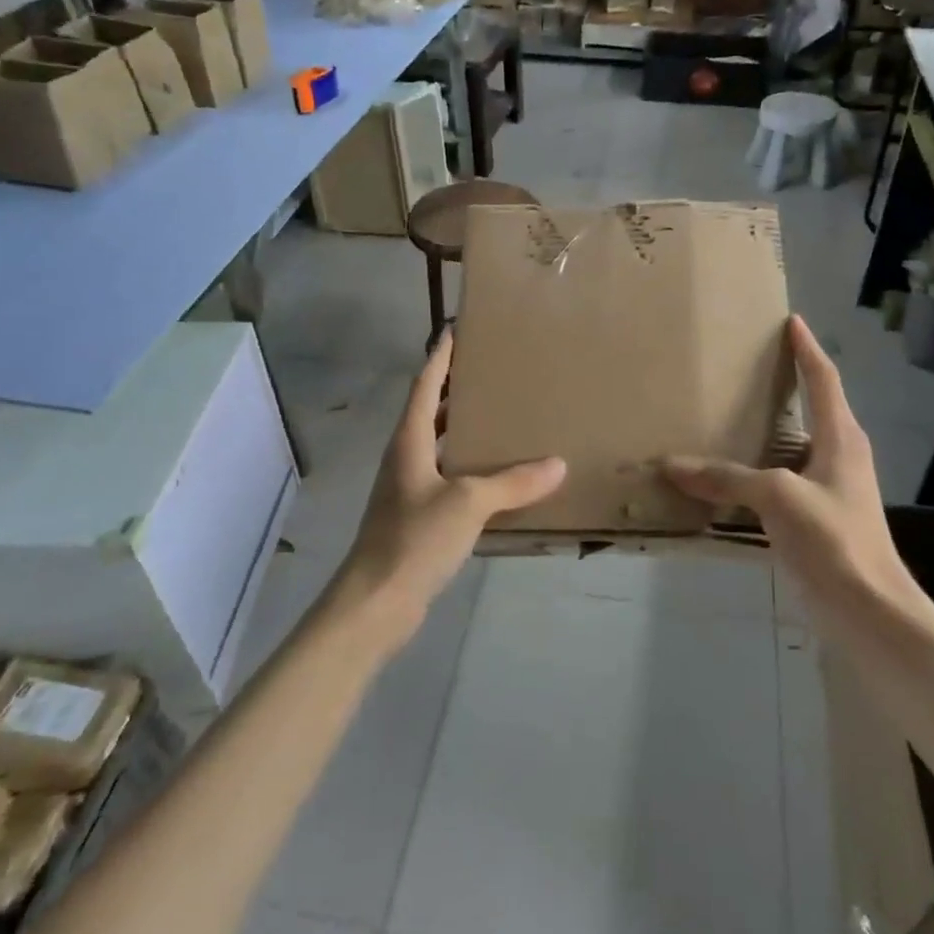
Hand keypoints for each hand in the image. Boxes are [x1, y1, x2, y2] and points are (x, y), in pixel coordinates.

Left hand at [339, 332, 565, 638]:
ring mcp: (409, 489)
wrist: (375, 602)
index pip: (425, 385)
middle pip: (431, 413)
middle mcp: (406, 458)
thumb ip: (512, 482)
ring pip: (440, 447)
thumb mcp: (468, 502)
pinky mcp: (418, 518)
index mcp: (409, 441)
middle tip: (493, 374)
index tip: (455, 330)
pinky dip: (470, 469)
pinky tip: (497, 477)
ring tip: (502, 418)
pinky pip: (448, 479)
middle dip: (457, 391)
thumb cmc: (414, 538)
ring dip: (464, 431)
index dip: (440, 358)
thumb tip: (557, 464)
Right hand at [661, 316, 924, 617]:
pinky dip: (757, 471)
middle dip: (785, 385)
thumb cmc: (834, 540)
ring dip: (768, 431)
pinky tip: (730, 478)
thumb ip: (726, 479)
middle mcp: (840, 456)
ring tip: (730, 416)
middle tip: (748, 367)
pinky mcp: (818, 519)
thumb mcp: (778, 498)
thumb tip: (672, 464)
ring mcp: (831, 489)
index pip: (824, 379)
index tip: (791, 322)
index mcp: (841, 437)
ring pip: (795, 447)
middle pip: (813, 408)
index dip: (807, 349)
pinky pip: (782, 480)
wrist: (870, 612)